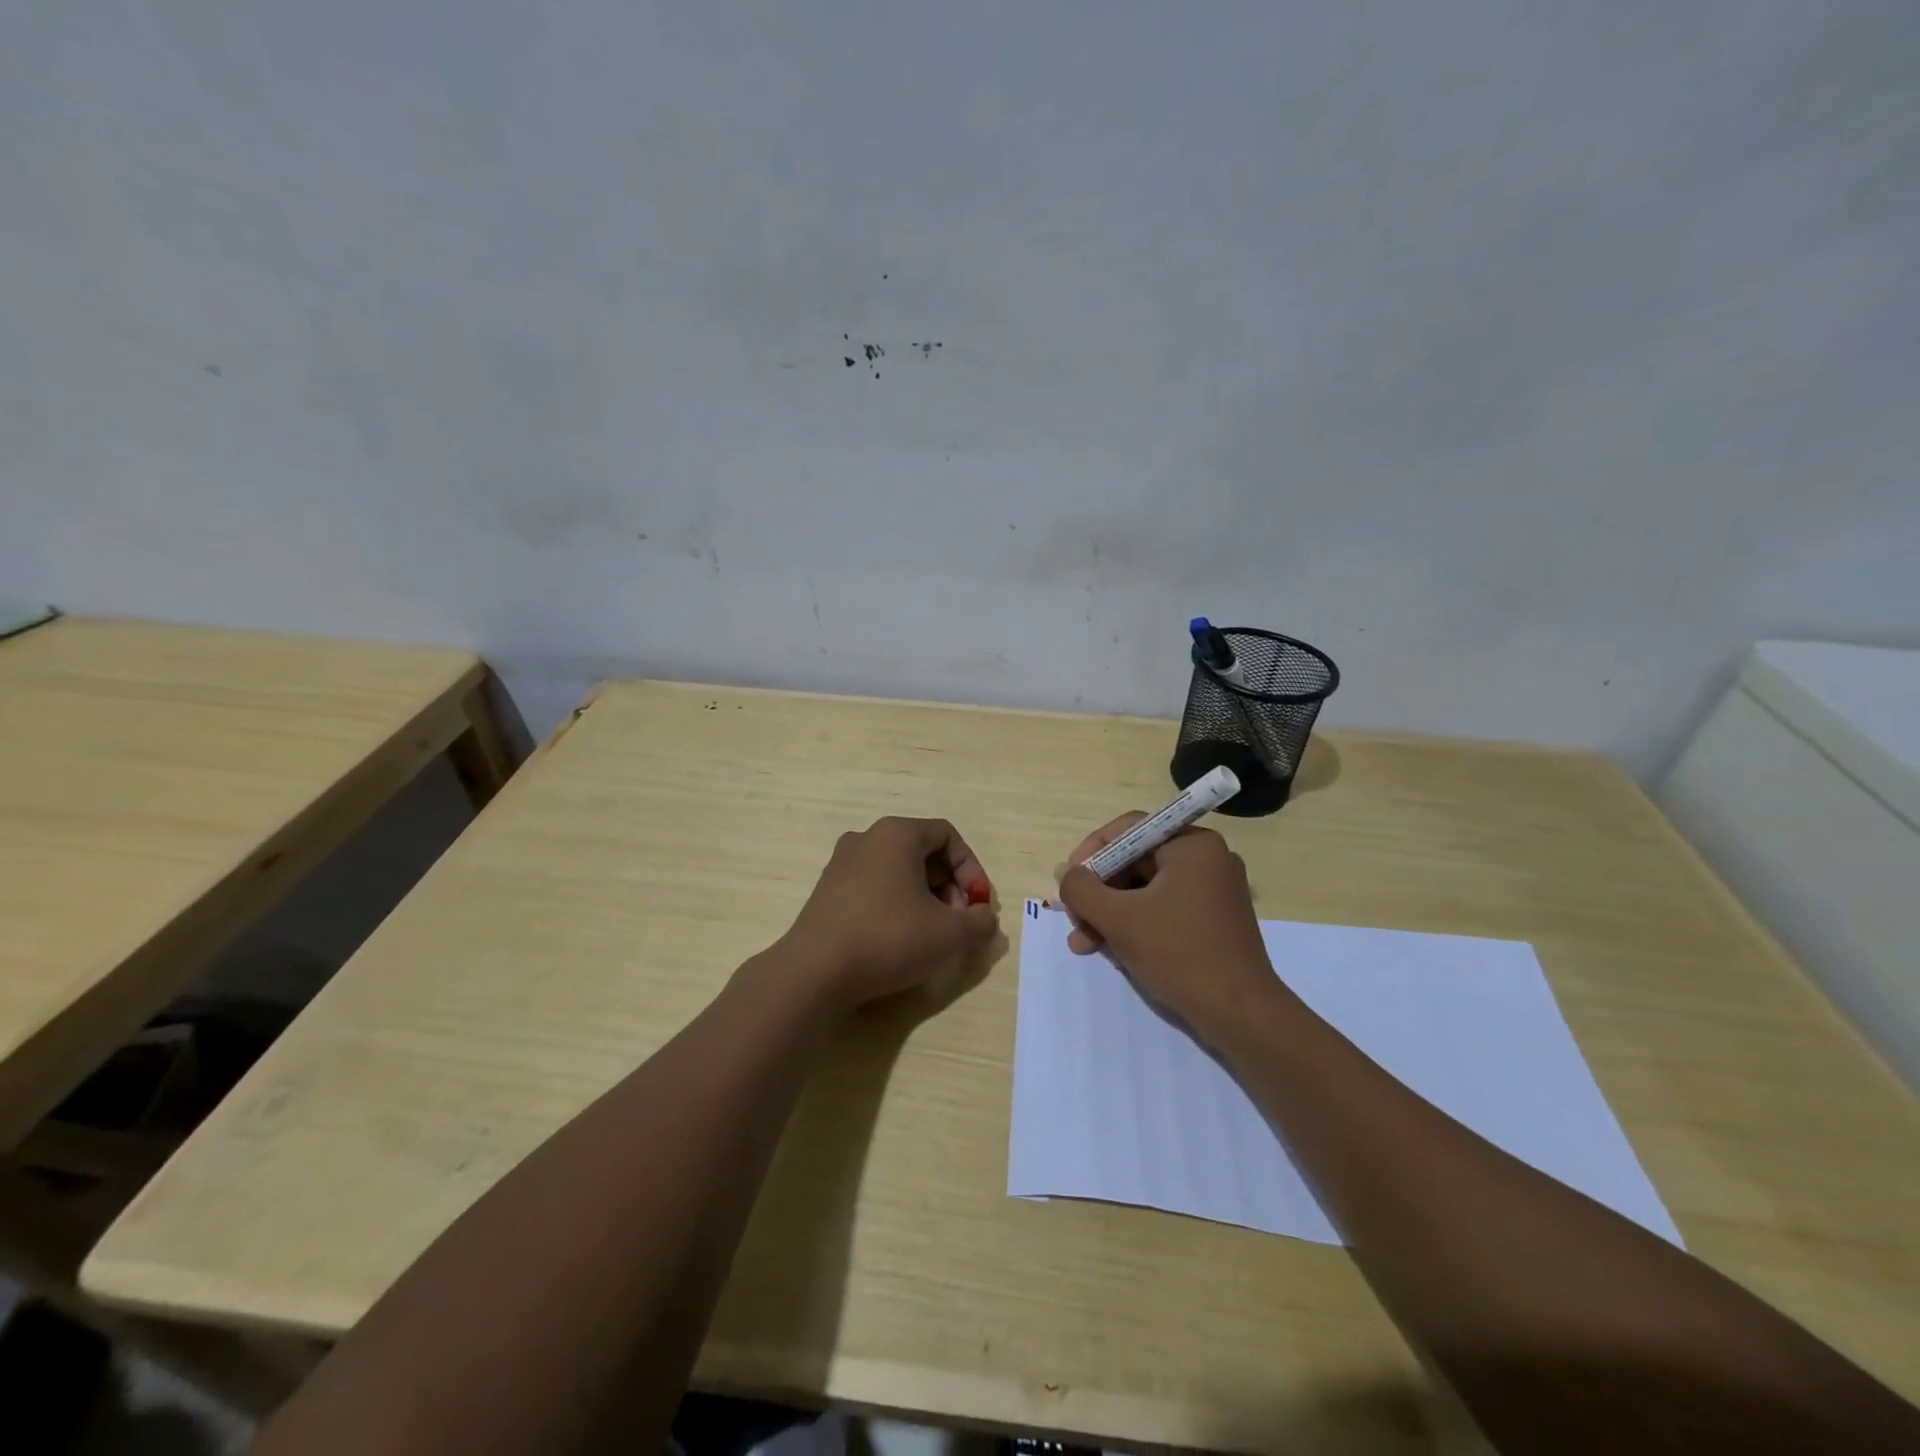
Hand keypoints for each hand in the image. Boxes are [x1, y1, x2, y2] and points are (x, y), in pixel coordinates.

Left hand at [779, 817, 997, 1008]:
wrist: (814, 972)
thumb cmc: (888, 938)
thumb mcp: (948, 934)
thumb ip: (979, 922)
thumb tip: (984, 919)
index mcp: (897, 834)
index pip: (948, 836)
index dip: (972, 870)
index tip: (978, 905)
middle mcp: (867, 838)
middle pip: (923, 852)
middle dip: (950, 887)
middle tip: (960, 922)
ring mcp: (842, 863)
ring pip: (899, 871)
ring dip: (926, 898)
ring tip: (934, 935)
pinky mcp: (828, 891)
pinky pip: (875, 887)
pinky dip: (897, 905)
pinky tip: (901, 940)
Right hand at [1056, 813, 1281, 1039]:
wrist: (1240, 1014)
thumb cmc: (1179, 953)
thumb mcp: (1119, 918)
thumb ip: (1082, 889)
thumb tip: (1065, 874)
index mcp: (1192, 845)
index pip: (1128, 830)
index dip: (1091, 852)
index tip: (1067, 881)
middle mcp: (1206, 860)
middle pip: (1134, 862)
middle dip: (1097, 892)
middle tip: (1071, 917)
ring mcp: (1212, 892)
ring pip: (1144, 891)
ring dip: (1109, 914)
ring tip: (1081, 943)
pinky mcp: (1212, 921)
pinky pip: (1162, 910)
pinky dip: (1134, 925)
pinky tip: (1110, 951)